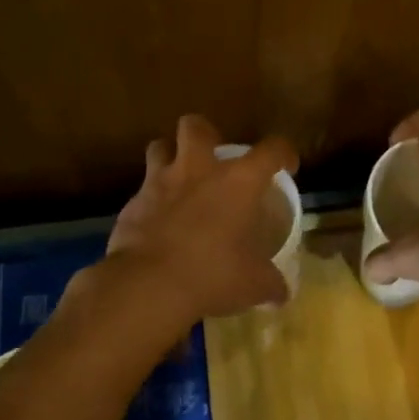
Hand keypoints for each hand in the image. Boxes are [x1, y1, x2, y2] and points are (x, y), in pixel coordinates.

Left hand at [100, 114, 297, 326]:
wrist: (150, 284)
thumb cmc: (213, 275)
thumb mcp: (254, 284)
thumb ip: (271, 283)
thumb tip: (282, 293)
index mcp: (238, 181)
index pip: (271, 150)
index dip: (283, 153)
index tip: (286, 165)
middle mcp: (198, 170)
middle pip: (196, 126)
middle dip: (205, 134)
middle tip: (213, 157)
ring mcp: (160, 182)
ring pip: (159, 147)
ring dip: (169, 157)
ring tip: (178, 179)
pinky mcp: (132, 203)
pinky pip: (142, 190)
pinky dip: (151, 200)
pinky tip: (156, 222)